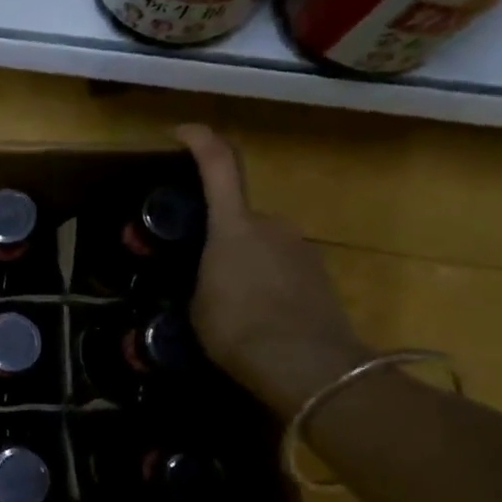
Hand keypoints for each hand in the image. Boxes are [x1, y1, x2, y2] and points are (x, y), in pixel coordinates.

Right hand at [177, 125, 369, 420]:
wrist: (310, 368)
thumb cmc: (239, 329)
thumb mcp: (196, 305)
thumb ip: (202, 278)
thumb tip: (210, 277)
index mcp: (234, 225)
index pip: (219, 164)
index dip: (200, 140)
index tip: (181, 133)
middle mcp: (272, 224)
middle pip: (237, 216)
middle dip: (217, 236)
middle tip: (195, 269)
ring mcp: (301, 249)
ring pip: (261, 244)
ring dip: (242, 262)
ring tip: (225, 303)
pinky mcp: (321, 277)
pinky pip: (282, 268)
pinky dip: (265, 282)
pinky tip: (255, 317)